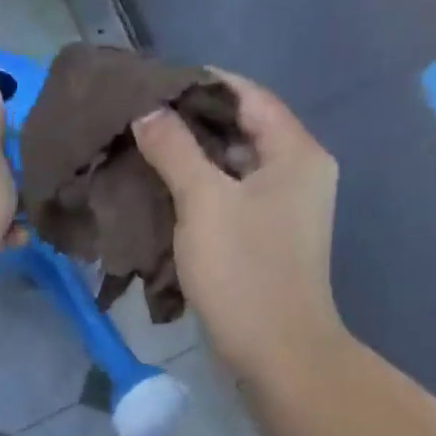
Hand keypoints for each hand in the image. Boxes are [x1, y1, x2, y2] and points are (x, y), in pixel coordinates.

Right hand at [133, 70, 346, 377]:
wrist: (276, 351)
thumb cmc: (244, 270)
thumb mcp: (204, 201)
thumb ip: (174, 149)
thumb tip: (147, 111)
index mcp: (296, 152)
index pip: (247, 95)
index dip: (200, 84)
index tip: (151, 84)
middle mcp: (298, 172)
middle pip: (241, 130)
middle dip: (190, 123)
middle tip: (137, 120)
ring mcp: (284, 208)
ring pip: (232, 167)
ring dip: (190, 160)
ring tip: (141, 151)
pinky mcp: (267, 239)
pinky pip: (231, 199)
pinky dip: (199, 191)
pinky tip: (161, 192)